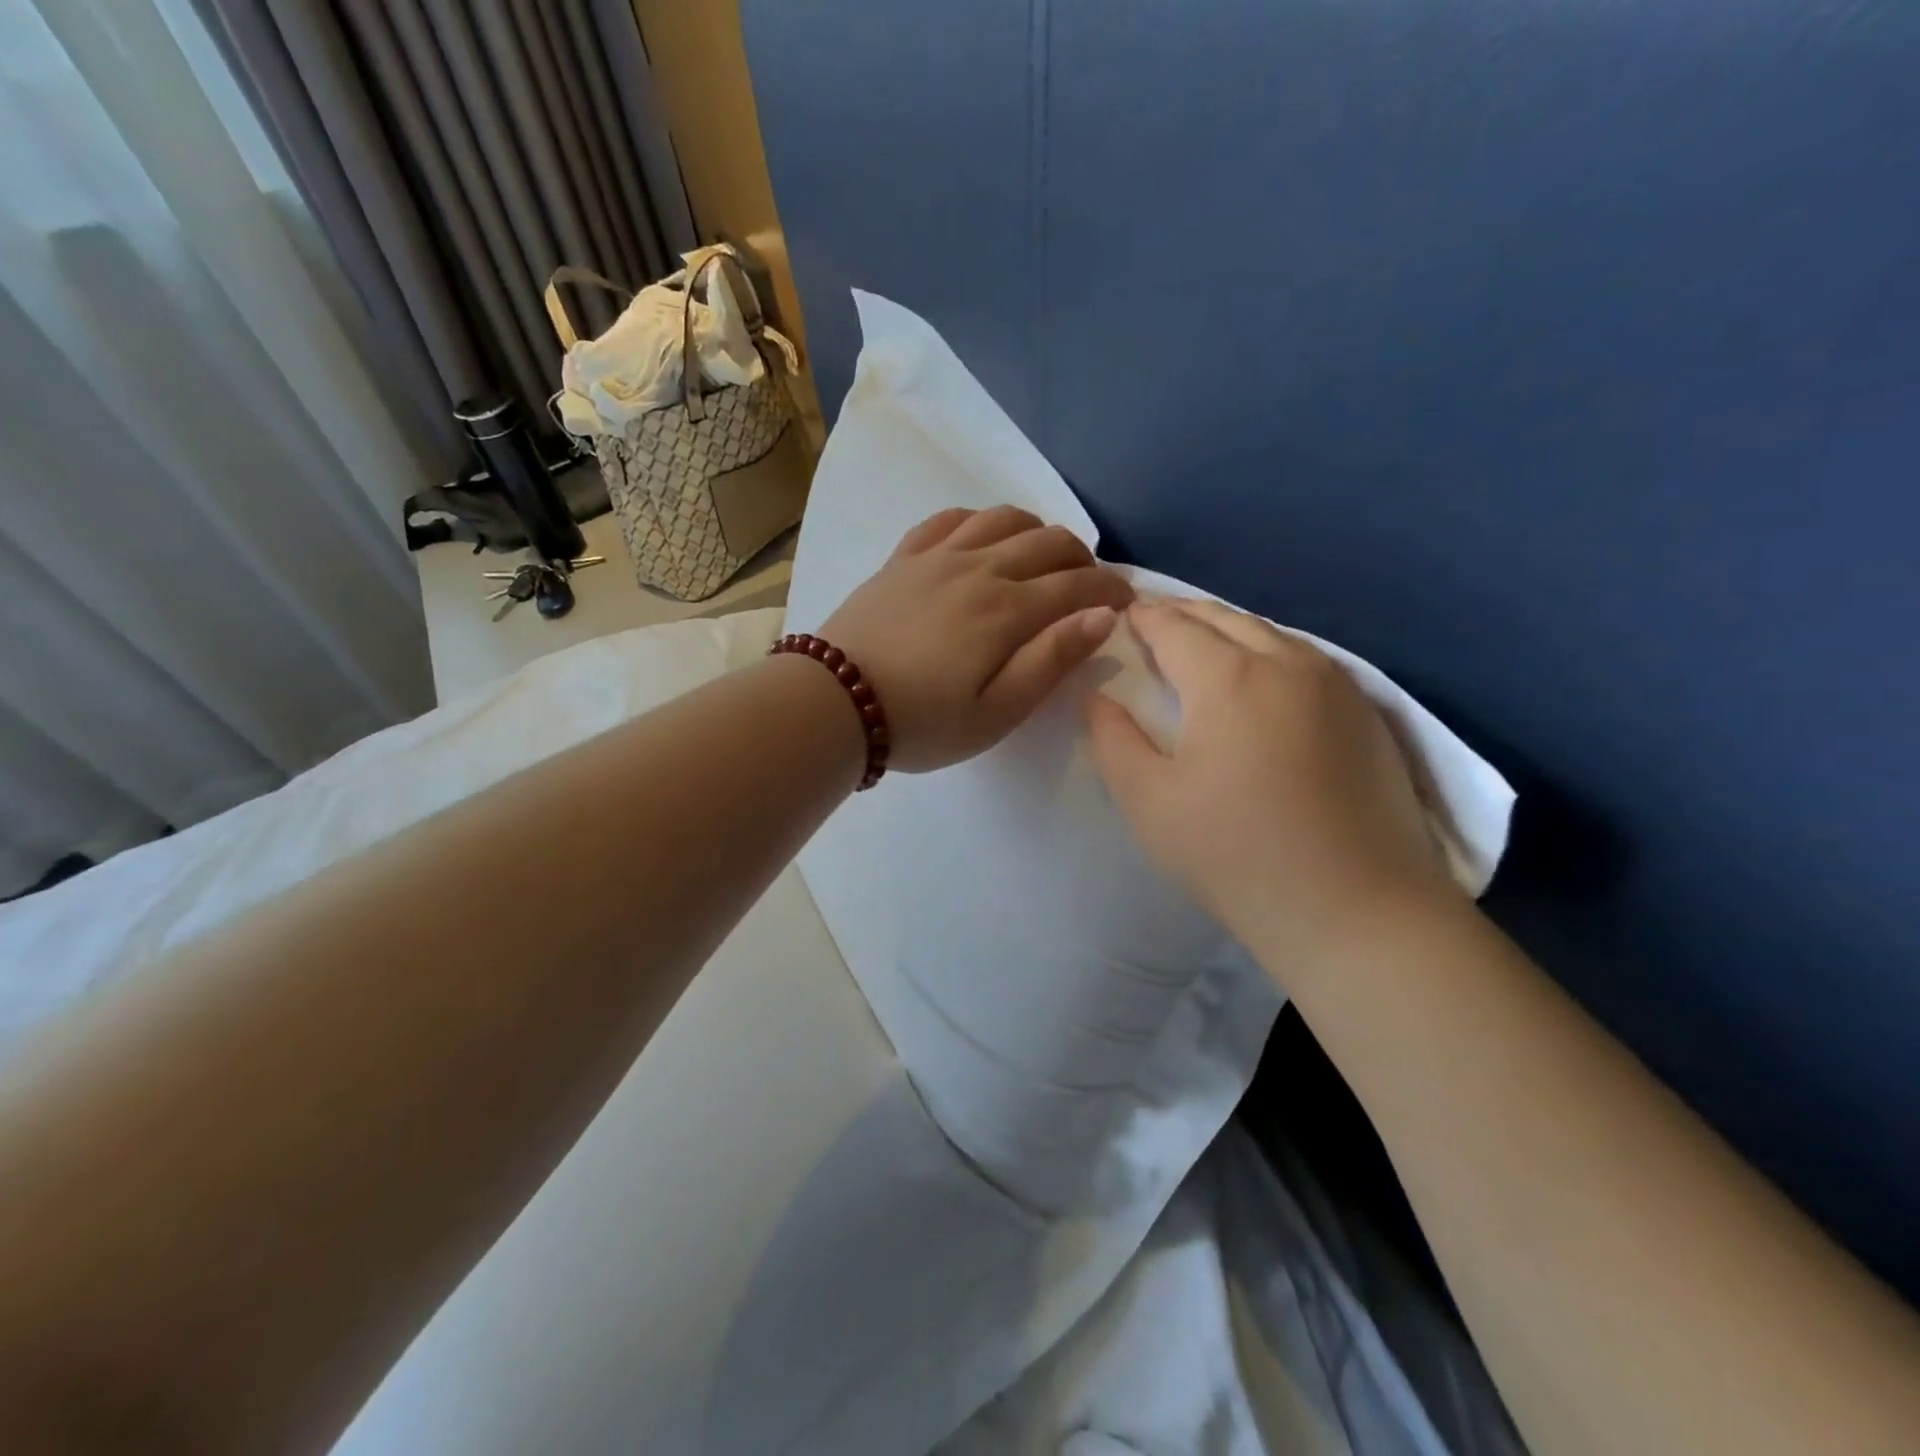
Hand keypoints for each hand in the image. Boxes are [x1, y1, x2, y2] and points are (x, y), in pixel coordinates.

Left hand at [822, 506, 1132, 772]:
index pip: (1077, 584)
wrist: (834, 703)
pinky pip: (950, 519)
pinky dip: (979, 521)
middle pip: (1047, 542)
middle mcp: (980, 568)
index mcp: (1008, 610)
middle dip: (1082, 558)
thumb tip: (1103, 615)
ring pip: (1003, 519)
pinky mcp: (903, 558)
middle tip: (1090, 584)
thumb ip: (1051, 660)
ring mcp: (938, 557)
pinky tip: (983, 538)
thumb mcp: (997, 711)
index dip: (1110, 589)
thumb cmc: (922, 722)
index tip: (1126, 602)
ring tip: (1043, 557)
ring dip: (1036, 531)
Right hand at [1086, 598, 1458, 954]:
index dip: (1144, 617)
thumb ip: (1112, 739)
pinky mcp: (1367, 713)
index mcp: (1229, 677)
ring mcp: (1337, 685)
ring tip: (1201, 642)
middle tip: (1153, 620)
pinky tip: (1261, 677)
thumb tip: (1098, 696)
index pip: (1175, 627)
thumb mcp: (1149, 802)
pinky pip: (1306, 659)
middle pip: (1225, 618)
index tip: (1123, 614)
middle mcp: (1287, 662)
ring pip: (1271, 633)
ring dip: (1229, 629)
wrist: (1356, 911)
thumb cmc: (1235, 855)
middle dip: (1184, 613)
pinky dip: (1269, 650)